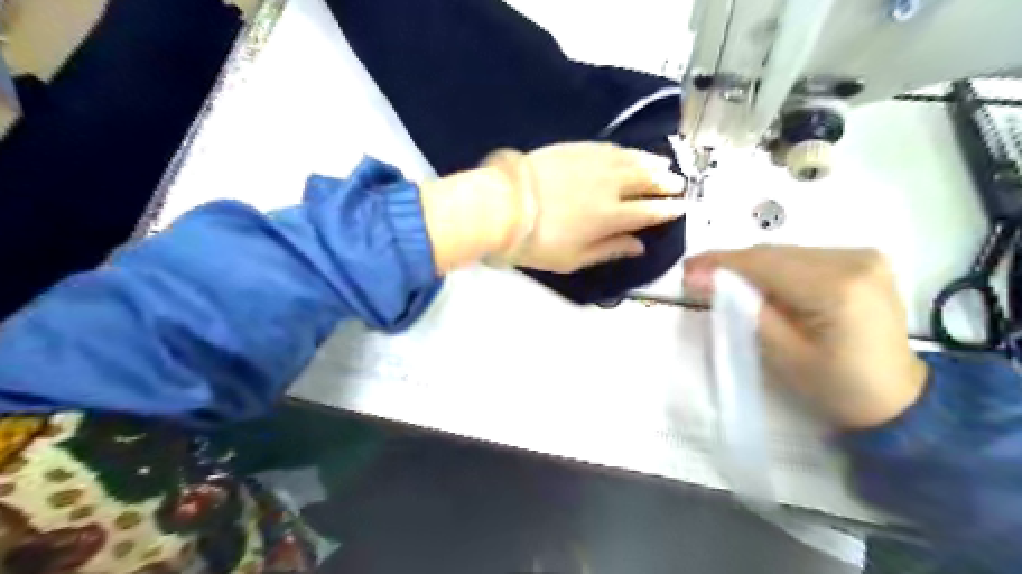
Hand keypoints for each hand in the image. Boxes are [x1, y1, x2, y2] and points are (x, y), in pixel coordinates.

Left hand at [487, 142, 685, 271]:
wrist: (504, 205)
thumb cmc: (538, 242)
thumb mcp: (574, 259)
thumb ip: (609, 250)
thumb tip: (638, 246)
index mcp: (611, 216)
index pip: (649, 211)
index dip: (668, 209)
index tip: (681, 206)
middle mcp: (609, 186)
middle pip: (646, 180)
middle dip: (666, 182)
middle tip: (678, 183)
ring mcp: (593, 163)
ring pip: (631, 160)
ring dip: (651, 161)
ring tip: (663, 163)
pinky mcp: (575, 149)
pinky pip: (609, 148)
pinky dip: (625, 151)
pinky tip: (629, 153)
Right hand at [682, 248, 932, 429]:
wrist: (897, 399)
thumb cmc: (835, 385)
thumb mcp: (781, 352)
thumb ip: (742, 307)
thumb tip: (699, 278)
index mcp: (837, 287)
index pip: (763, 263)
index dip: (719, 263)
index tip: (686, 269)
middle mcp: (854, 259)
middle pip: (774, 253)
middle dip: (732, 264)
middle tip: (697, 276)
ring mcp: (863, 256)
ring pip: (786, 252)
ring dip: (752, 266)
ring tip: (722, 281)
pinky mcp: (863, 260)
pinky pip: (803, 257)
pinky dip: (775, 268)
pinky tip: (759, 283)